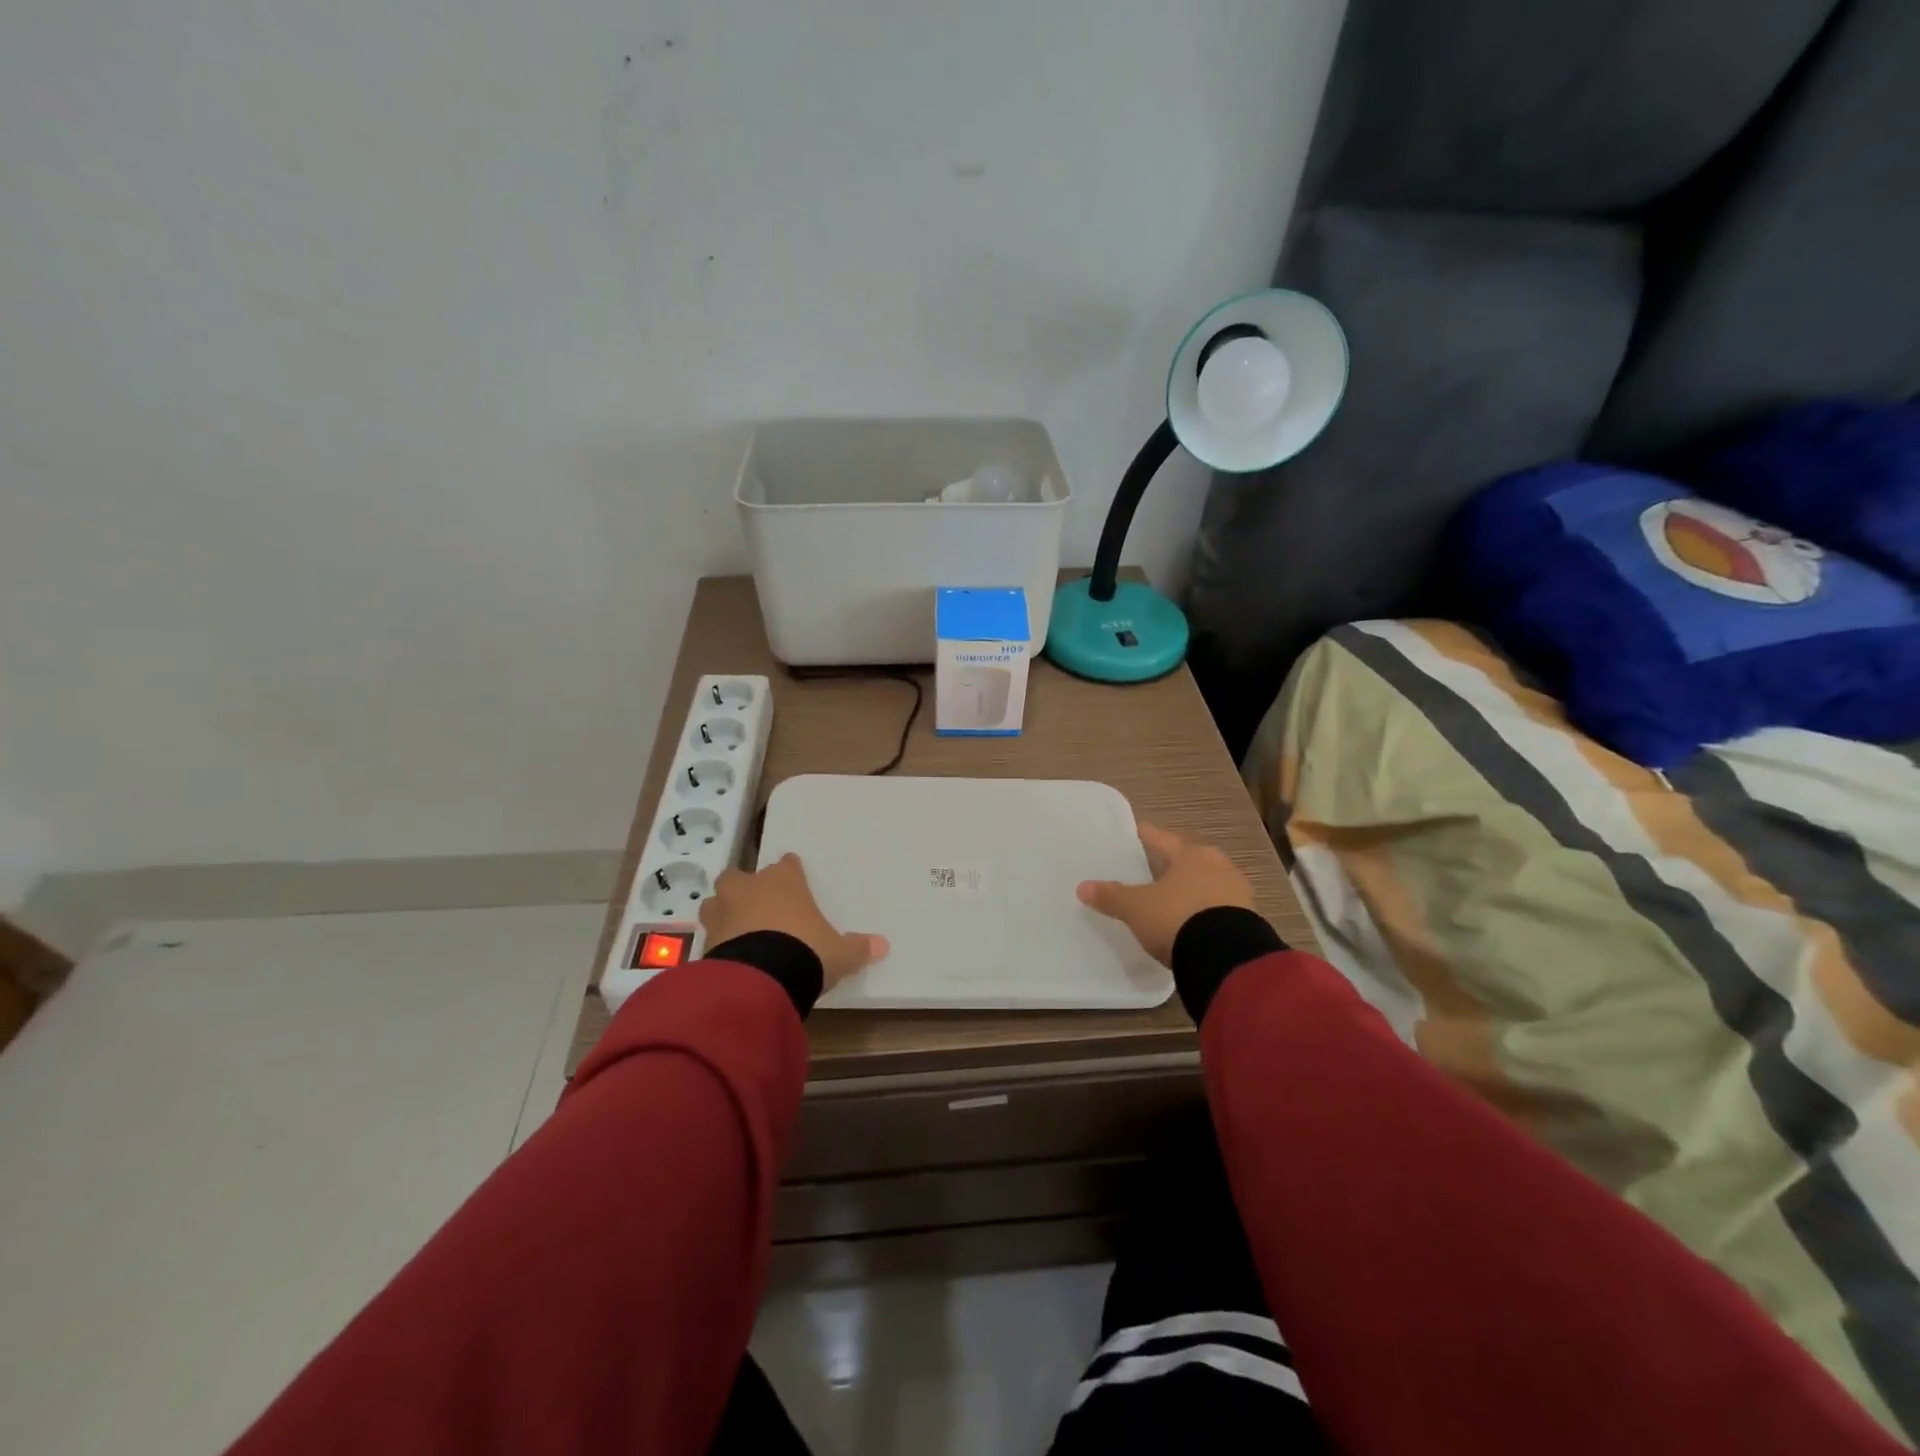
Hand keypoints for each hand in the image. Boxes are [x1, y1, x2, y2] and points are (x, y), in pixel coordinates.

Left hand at [699, 853, 888, 993]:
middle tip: (756, 903)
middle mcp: (750, 888)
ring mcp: (724, 911)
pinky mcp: (706, 939)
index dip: (789, 871)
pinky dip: (718, 940)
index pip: (786, 864)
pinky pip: (710, 933)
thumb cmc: (805, 950)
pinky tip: (728, 954)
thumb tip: (884, 946)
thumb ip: (857, 948)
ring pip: (716, 900)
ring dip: (724, 910)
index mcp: (784, 881)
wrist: (761, 979)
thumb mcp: (839, 953)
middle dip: (745, 886)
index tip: (792, 876)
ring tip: (735, 927)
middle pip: (739, 876)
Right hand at [1077, 822, 1255, 966]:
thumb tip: (1082, 887)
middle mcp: (1218, 866)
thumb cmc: (1177, 917)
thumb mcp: (1137, 908)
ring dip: (1191, 889)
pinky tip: (1192, 924)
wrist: (1226, 957)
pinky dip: (1204, 913)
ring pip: (1207, 884)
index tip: (1135, 833)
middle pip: (1189, 860)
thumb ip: (1111, 896)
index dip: (1146, 837)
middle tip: (1152, 869)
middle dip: (1172, 864)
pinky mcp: (1248, 922)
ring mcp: (1237, 894)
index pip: (1163, 839)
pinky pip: (1219, 909)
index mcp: (1192, 854)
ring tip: (1172, 899)